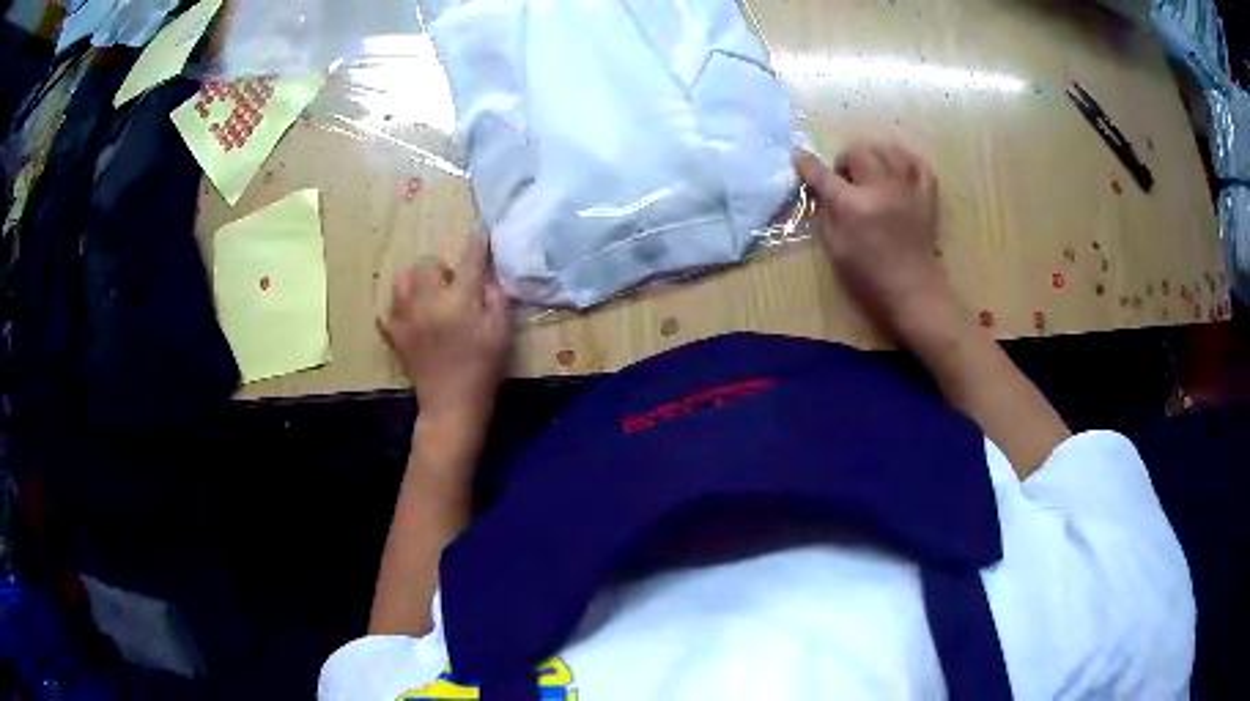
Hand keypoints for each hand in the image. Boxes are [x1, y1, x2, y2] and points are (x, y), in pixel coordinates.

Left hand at [379, 236, 512, 428]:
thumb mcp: (502, 333)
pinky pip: (387, 311)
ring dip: (415, 281)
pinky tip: (410, 318)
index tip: (479, 230)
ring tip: (427, 296)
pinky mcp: (394, 335)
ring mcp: (406, 318)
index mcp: (460, 301)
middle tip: (451, 285)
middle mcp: (429, 302)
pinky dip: (397, 310)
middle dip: (440, 268)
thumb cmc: (483, 368)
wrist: (452, 405)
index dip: (477, 242)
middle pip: (427, 264)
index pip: (470, 260)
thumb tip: (489, 277)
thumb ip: (498, 299)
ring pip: (402, 281)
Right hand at [795, 142, 953, 341]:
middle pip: (857, 151)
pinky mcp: (927, 196)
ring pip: (888, 149)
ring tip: (872, 170)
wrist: (912, 291)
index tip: (799, 157)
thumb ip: (827, 214)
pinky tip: (898, 169)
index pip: (823, 174)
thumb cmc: (869, 276)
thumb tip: (823, 192)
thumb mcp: (836, 248)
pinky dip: (907, 161)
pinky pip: (919, 164)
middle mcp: (880, 189)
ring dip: (874, 154)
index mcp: (853, 205)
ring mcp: (907, 189)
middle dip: (845, 159)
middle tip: (845, 178)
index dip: (807, 164)